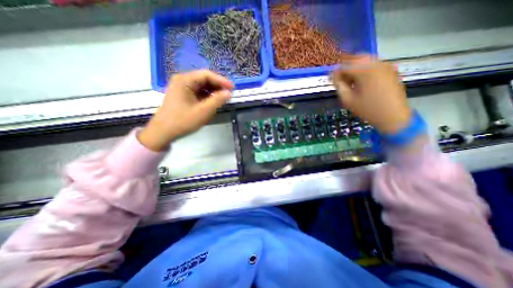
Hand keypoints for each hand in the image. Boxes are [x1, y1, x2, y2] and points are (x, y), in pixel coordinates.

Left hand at [136, 70, 231, 150]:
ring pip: (202, 86)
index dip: (221, 80)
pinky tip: (212, 102)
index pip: (206, 75)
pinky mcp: (183, 95)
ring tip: (222, 99)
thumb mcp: (203, 111)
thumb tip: (228, 93)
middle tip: (228, 94)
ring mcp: (182, 87)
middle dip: (217, 86)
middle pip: (204, 79)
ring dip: (213, 92)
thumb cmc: (182, 121)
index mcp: (184, 80)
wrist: (163, 131)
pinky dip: (207, 96)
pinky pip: (198, 92)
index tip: (232, 88)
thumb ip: (217, 100)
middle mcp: (182, 80)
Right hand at [330, 56, 411, 134]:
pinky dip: (363, 69)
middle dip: (344, 67)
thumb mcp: (348, 99)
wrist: (393, 116)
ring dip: (354, 67)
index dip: (334, 72)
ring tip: (349, 80)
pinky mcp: (390, 69)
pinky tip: (360, 80)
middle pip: (355, 58)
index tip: (329, 79)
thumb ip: (339, 85)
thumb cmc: (367, 109)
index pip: (344, 65)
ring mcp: (385, 65)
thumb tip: (333, 75)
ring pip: (364, 60)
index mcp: (364, 70)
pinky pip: (373, 64)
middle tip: (339, 78)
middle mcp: (376, 63)